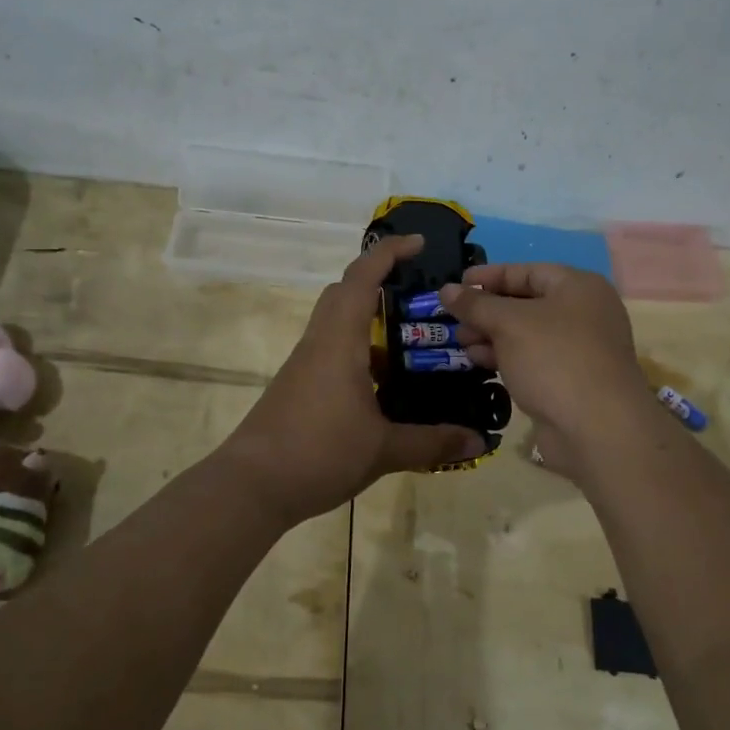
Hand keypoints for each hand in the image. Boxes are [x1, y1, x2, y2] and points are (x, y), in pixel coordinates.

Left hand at [221, 235, 488, 526]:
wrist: (251, 486)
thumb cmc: (318, 453)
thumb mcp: (383, 450)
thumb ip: (432, 442)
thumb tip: (479, 440)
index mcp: (339, 342)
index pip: (361, 278)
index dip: (388, 253)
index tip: (419, 243)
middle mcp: (319, 343)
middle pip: (344, 293)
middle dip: (379, 281)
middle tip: (419, 295)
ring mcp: (305, 365)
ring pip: (337, 324)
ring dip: (370, 323)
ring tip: (413, 343)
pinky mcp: (299, 386)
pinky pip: (332, 352)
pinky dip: (360, 354)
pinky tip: (385, 386)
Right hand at [437, 265, 658, 473]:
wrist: (597, 429)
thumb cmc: (554, 358)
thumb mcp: (508, 324)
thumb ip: (475, 304)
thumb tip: (446, 289)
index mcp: (578, 287)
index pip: (526, 271)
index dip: (489, 276)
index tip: (456, 284)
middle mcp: (583, 313)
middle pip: (526, 303)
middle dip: (486, 310)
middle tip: (453, 319)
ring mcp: (579, 349)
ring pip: (527, 334)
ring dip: (491, 335)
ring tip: (461, 343)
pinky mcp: (570, 380)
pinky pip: (532, 359)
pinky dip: (506, 357)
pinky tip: (478, 362)